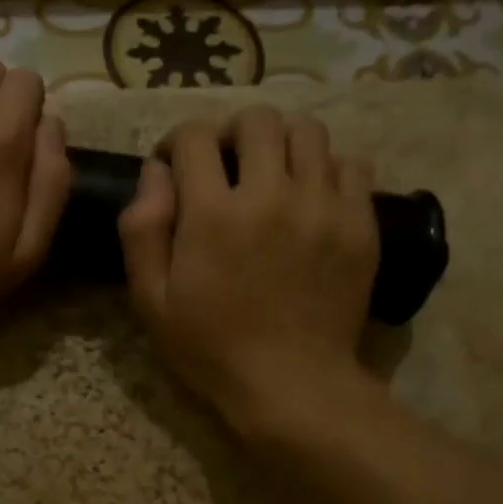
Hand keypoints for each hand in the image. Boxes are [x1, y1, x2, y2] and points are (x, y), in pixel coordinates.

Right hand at [118, 106, 380, 436]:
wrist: (290, 383)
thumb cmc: (210, 347)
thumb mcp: (150, 300)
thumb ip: (142, 229)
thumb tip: (154, 172)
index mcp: (213, 214)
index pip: (194, 136)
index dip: (176, 143)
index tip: (174, 167)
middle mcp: (271, 195)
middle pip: (256, 120)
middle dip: (231, 133)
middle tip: (225, 166)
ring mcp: (323, 206)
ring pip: (308, 131)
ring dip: (280, 143)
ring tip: (271, 176)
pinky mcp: (360, 223)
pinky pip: (350, 164)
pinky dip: (325, 168)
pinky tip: (310, 197)